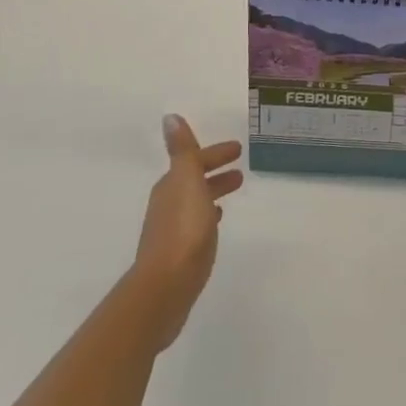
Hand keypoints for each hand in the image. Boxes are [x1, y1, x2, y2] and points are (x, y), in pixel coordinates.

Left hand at [130, 116, 243, 350]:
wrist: (165, 288)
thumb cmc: (182, 230)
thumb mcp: (186, 182)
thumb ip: (182, 150)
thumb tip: (170, 117)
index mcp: (171, 186)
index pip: (194, 161)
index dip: (214, 154)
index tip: (238, 149)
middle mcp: (168, 204)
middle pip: (193, 180)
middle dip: (215, 171)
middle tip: (241, 170)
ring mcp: (171, 230)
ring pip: (196, 201)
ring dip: (212, 192)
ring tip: (233, 191)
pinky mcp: (177, 254)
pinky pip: (196, 224)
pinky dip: (207, 215)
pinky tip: (216, 222)